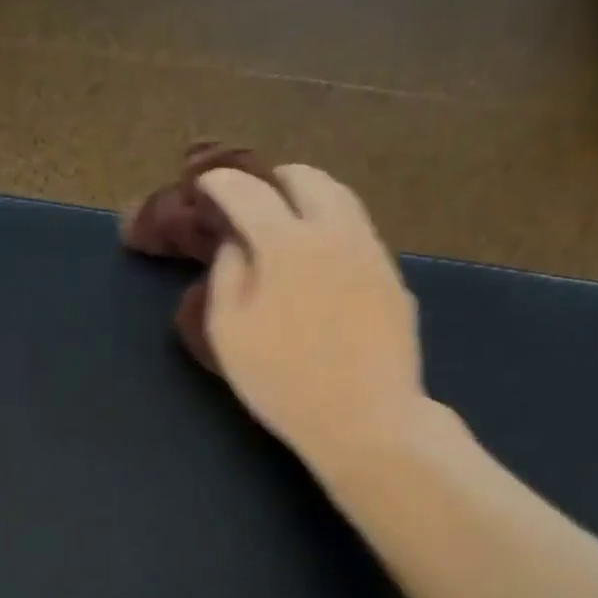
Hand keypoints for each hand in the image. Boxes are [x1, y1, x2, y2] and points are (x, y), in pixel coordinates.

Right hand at [197, 165, 428, 479]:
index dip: (220, 183)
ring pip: (342, 199)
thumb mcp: (228, 333)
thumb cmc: (282, 381)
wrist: (365, 418)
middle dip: (273, 180)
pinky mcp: (393, 277)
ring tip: (288, 221)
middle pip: (306, 179)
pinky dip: (332, 228)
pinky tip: (322, 260)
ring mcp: (372, 252)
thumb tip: (236, 245)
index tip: (204, 186)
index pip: (247, 191)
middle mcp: (335, 232)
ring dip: (308, 198)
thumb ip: (226, 275)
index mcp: (287, 242)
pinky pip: (359, 232)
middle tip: (251, 200)